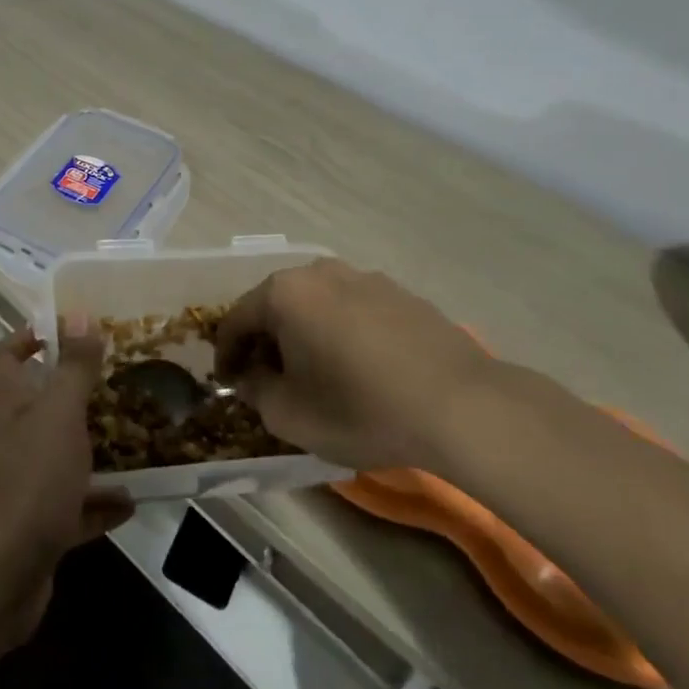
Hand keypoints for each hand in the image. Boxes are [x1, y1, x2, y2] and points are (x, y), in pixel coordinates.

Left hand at [0, 331, 133, 652]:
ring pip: (59, 459)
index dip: (24, 339)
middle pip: (37, 409)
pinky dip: (99, 506)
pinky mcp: (37, 533)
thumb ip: (72, 367)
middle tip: (117, 384)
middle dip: (72, 396)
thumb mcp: (59, 417)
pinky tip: (131, 503)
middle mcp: (11, 443)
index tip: (60, 328)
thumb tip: (77, 312)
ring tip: (134, 439)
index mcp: (10, 409)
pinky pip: (73, 511)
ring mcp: (21, 490)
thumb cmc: (28, 484)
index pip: (4, 359)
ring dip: (92, 452)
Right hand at [215, 258, 495, 473]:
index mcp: (284, 294)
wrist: (462, 407)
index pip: (235, 320)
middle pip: (275, 305)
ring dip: (306, 333)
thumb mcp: (290, 416)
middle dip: (266, 340)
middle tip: (270, 378)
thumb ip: (256, 391)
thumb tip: (252, 376)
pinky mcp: (399, 292)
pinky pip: (352, 308)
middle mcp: (318, 272)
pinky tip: (360, 366)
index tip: (228, 383)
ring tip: (317, 372)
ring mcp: (363, 277)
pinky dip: (342, 331)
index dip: (225, 354)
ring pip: (316, 304)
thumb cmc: (361, 409)